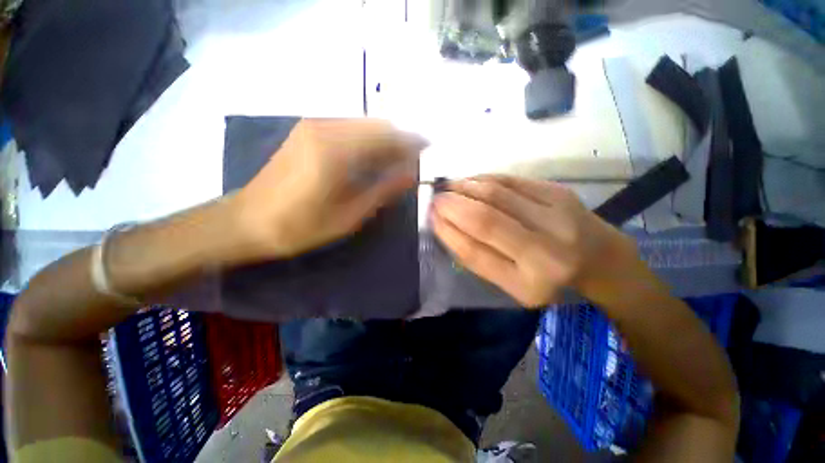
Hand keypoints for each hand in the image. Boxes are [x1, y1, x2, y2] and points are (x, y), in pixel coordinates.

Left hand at [233, 119, 425, 258]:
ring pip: (363, 124)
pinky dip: (367, 140)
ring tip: (395, 163)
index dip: (411, 142)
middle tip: (411, 162)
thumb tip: (411, 174)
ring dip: (384, 140)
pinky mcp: (307, 131)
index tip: (427, 151)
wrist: (247, 221)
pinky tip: (370, 159)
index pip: (387, 134)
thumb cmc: (301, 226)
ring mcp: (313, 125)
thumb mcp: (350, 215)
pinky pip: (348, 127)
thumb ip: (384, 190)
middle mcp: (325, 127)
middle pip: (376, 124)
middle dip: (399, 140)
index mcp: (336, 150)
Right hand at [431, 175, 638, 306]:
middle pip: (485, 220)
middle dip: (452, 206)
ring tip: (448, 188)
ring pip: (496, 195)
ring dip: (464, 188)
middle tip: (435, 200)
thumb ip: (480, 260)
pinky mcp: (559, 192)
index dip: (447, 232)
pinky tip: (469, 181)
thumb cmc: (550, 278)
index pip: (474, 253)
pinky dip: (483, 179)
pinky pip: (510, 181)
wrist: (601, 259)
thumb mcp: (513, 284)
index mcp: (528, 284)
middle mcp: (545, 252)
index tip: (431, 218)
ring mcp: (556, 217)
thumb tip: (447, 227)